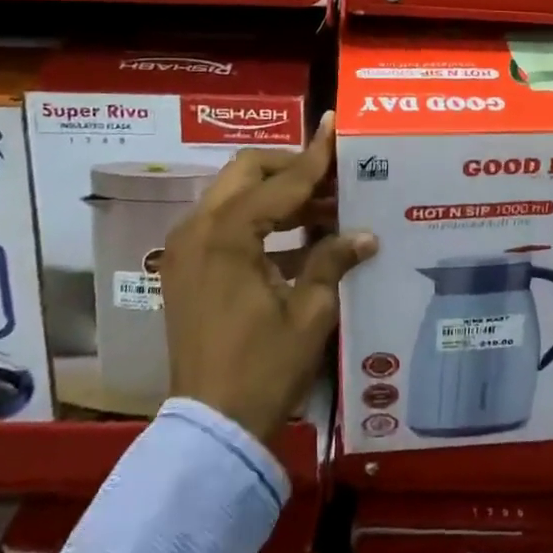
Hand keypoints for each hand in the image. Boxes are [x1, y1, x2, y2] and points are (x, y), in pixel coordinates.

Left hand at [160, 113, 376, 442]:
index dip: (316, 156)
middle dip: (292, 169)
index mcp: (228, 234)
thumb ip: (333, 260)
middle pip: (247, 173)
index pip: (282, 182)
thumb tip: (366, 234)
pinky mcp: (186, 268)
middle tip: (334, 178)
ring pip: (234, 195)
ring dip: (277, 194)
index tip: (335, 126)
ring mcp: (187, 248)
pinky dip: (260, 220)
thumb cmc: (264, 367)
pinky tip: (299, 237)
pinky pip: (225, 223)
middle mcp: (198, 229)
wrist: (212, 426)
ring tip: (326, 207)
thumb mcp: (309, 312)